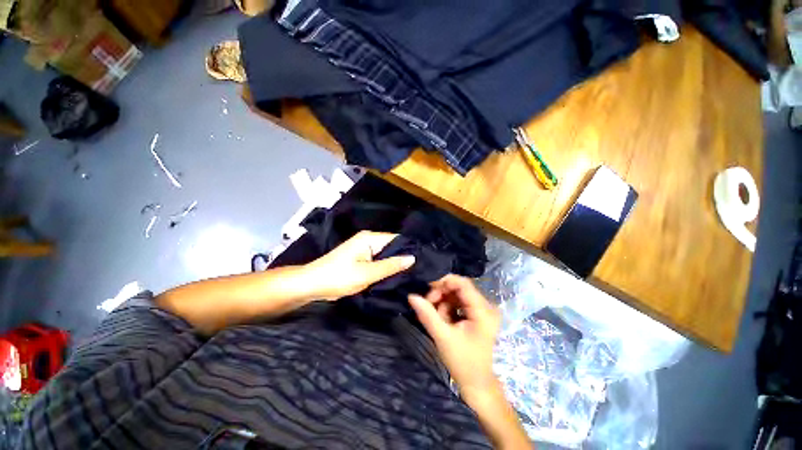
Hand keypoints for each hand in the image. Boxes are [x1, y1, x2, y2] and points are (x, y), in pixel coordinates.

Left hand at [306, 231, 415, 300]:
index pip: (396, 239)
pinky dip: (385, 268)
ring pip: (385, 255)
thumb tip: (412, 258)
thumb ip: (390, 265)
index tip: (423, 260)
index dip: (409, 248)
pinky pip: (377, 261)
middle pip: (391, 247)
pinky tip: (396, 276)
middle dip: (402, 257)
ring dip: (394, 264)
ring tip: (412, 273)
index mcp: (370, 238)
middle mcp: (368, 240)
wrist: (312, 285)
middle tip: (419, 270)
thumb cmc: (339, 277)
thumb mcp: (367, 273)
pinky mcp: (360, 259)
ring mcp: (364, 250)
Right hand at [408, 274, 500, 398]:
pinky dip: (448, 307)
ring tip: (437, 319)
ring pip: (457, 294)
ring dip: (443, 302)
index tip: (427, 292)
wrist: (477, 384)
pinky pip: (459, 302)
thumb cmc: (463, 362)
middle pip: (459, 288)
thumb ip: (427, 315)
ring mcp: (482, 310)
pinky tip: (443, 320)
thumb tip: (411, 296)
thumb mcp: (443, 337)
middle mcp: (486, 306)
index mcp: (483, 310)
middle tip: (428, 306)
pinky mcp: (477, 314)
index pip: (462, 283)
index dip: (443, 282)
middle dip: (441, 294)